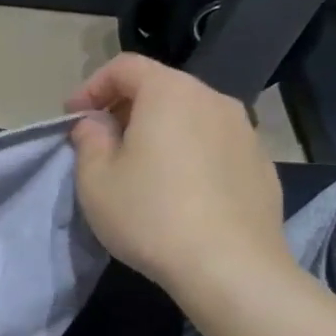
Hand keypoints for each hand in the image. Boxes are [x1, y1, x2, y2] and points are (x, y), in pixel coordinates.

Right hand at [68, 54, 294, 300]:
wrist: (230, 268)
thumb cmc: (150, 215)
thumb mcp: (96, 179)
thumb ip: (89, 139)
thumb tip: (96, 124)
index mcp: (170, 93)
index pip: (125, 67)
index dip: (91, 86)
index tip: (73, 118)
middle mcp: (213, 100)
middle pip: (161, 89)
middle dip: (126, 109)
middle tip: (102, 144)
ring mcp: (245, 132)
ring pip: (191, 118)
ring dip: (160, 133)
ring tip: (141, 170)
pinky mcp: (262, 166)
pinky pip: (215, 146)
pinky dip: (190, 155)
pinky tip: (180, 194)